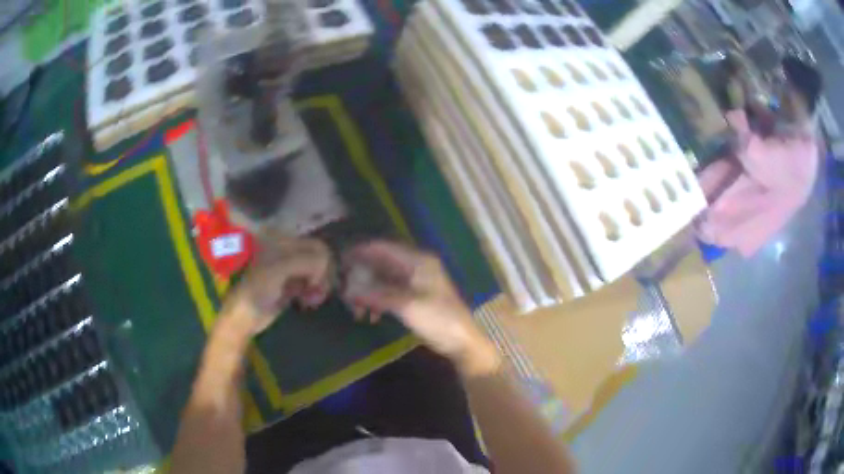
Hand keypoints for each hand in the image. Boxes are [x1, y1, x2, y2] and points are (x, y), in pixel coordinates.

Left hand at [222, 235, 331, 334]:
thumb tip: (326, 266)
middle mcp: (288, 250)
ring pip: (319, 272)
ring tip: (312, 300)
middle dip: (322, 276)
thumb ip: (306, 260)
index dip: (321, 265)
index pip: (317, 247)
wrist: (245, 315)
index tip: (314, 282)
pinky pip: (313, 284)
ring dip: (320, 287)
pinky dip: (315, 293)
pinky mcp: (293, 284)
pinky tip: (308, 302)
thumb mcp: (280, 268)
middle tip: (316, 293)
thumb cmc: (258, 289)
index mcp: (283, 240)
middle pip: (320, 258)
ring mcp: (291, 268)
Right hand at [341, 241, 499, 375]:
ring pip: (384, 280)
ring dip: (369, 291)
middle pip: (382, 263)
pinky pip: (390, 293)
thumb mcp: (406, 306)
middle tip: (343, 286)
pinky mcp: (415, 298)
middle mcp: (416, 266)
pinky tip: (371, 316)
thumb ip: (378, 295)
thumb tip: (351, 290)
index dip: (361, 251)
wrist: (462, 341)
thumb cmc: (438, 319)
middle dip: (362, 275)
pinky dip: (379, 301)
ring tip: (355, 307)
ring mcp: (416, 282)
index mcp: (418, 261)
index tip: (341, 259)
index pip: (383, 248)